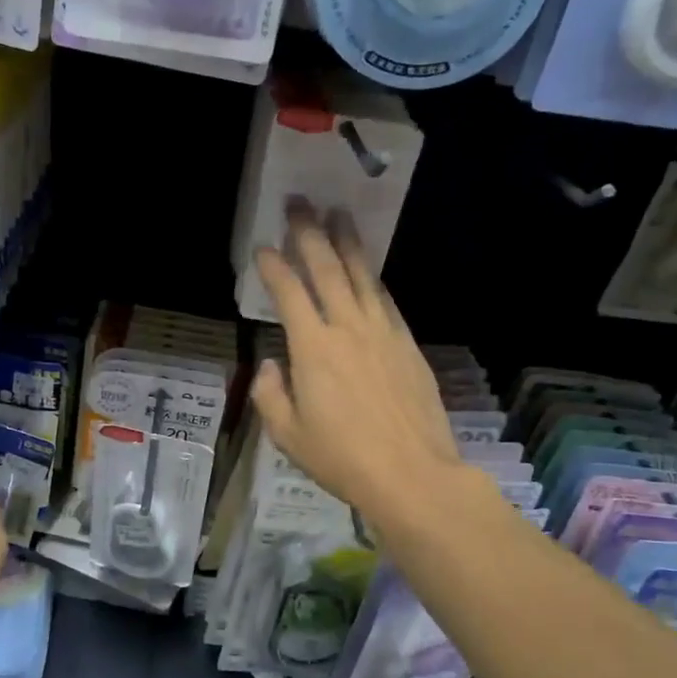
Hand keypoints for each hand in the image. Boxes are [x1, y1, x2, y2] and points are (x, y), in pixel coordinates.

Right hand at [251, 204, 466, 531]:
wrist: (413, 474)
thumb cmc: (342, 458)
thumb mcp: (288, 435)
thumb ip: (270, 394)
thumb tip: (271, 365)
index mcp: (313, 348)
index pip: (289, 293)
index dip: (274, 266)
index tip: (263, 246)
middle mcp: (348, 328)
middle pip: (327, 269)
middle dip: (310, 233)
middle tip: (300, 203)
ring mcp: (383, 333)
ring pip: (361, 276)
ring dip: (347, 243)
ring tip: (338, 215)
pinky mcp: (408, 344)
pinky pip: (385, 300)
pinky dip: (371, 278)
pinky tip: (367, 269)